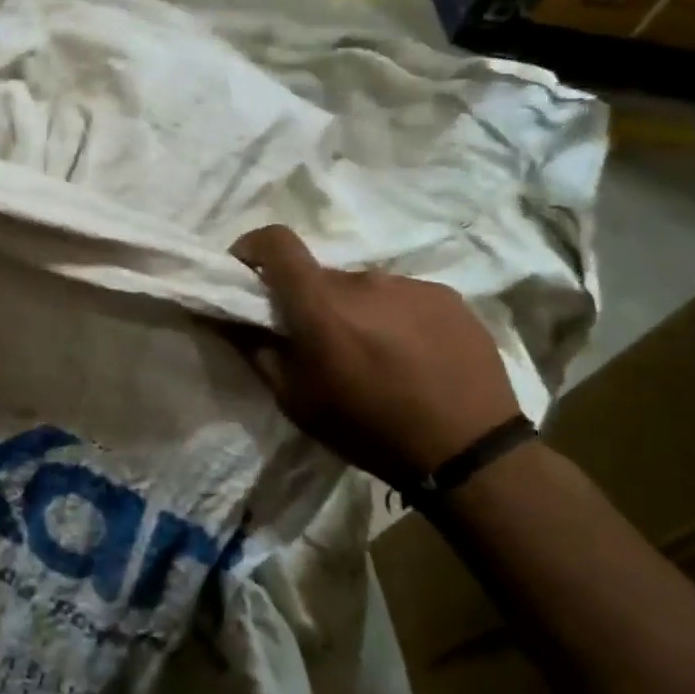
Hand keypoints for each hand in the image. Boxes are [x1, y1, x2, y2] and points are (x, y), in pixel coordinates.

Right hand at [227, 226, 521, 488]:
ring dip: (355, 310)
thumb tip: (227, 316)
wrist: (468, 451)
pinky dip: (393, 317)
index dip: (253, 246)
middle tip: (319, 342)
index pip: (277, 242)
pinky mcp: (448, 297)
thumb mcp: (294, 399)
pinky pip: (403, 297)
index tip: (247, 270)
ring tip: (372, 355)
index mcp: (320, 303)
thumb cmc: (366, 428)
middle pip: (320, 275)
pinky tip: (410, 357)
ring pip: (364, 288)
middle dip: (309, 300)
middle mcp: (364, 280)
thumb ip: (255, 349)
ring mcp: (411, 285)